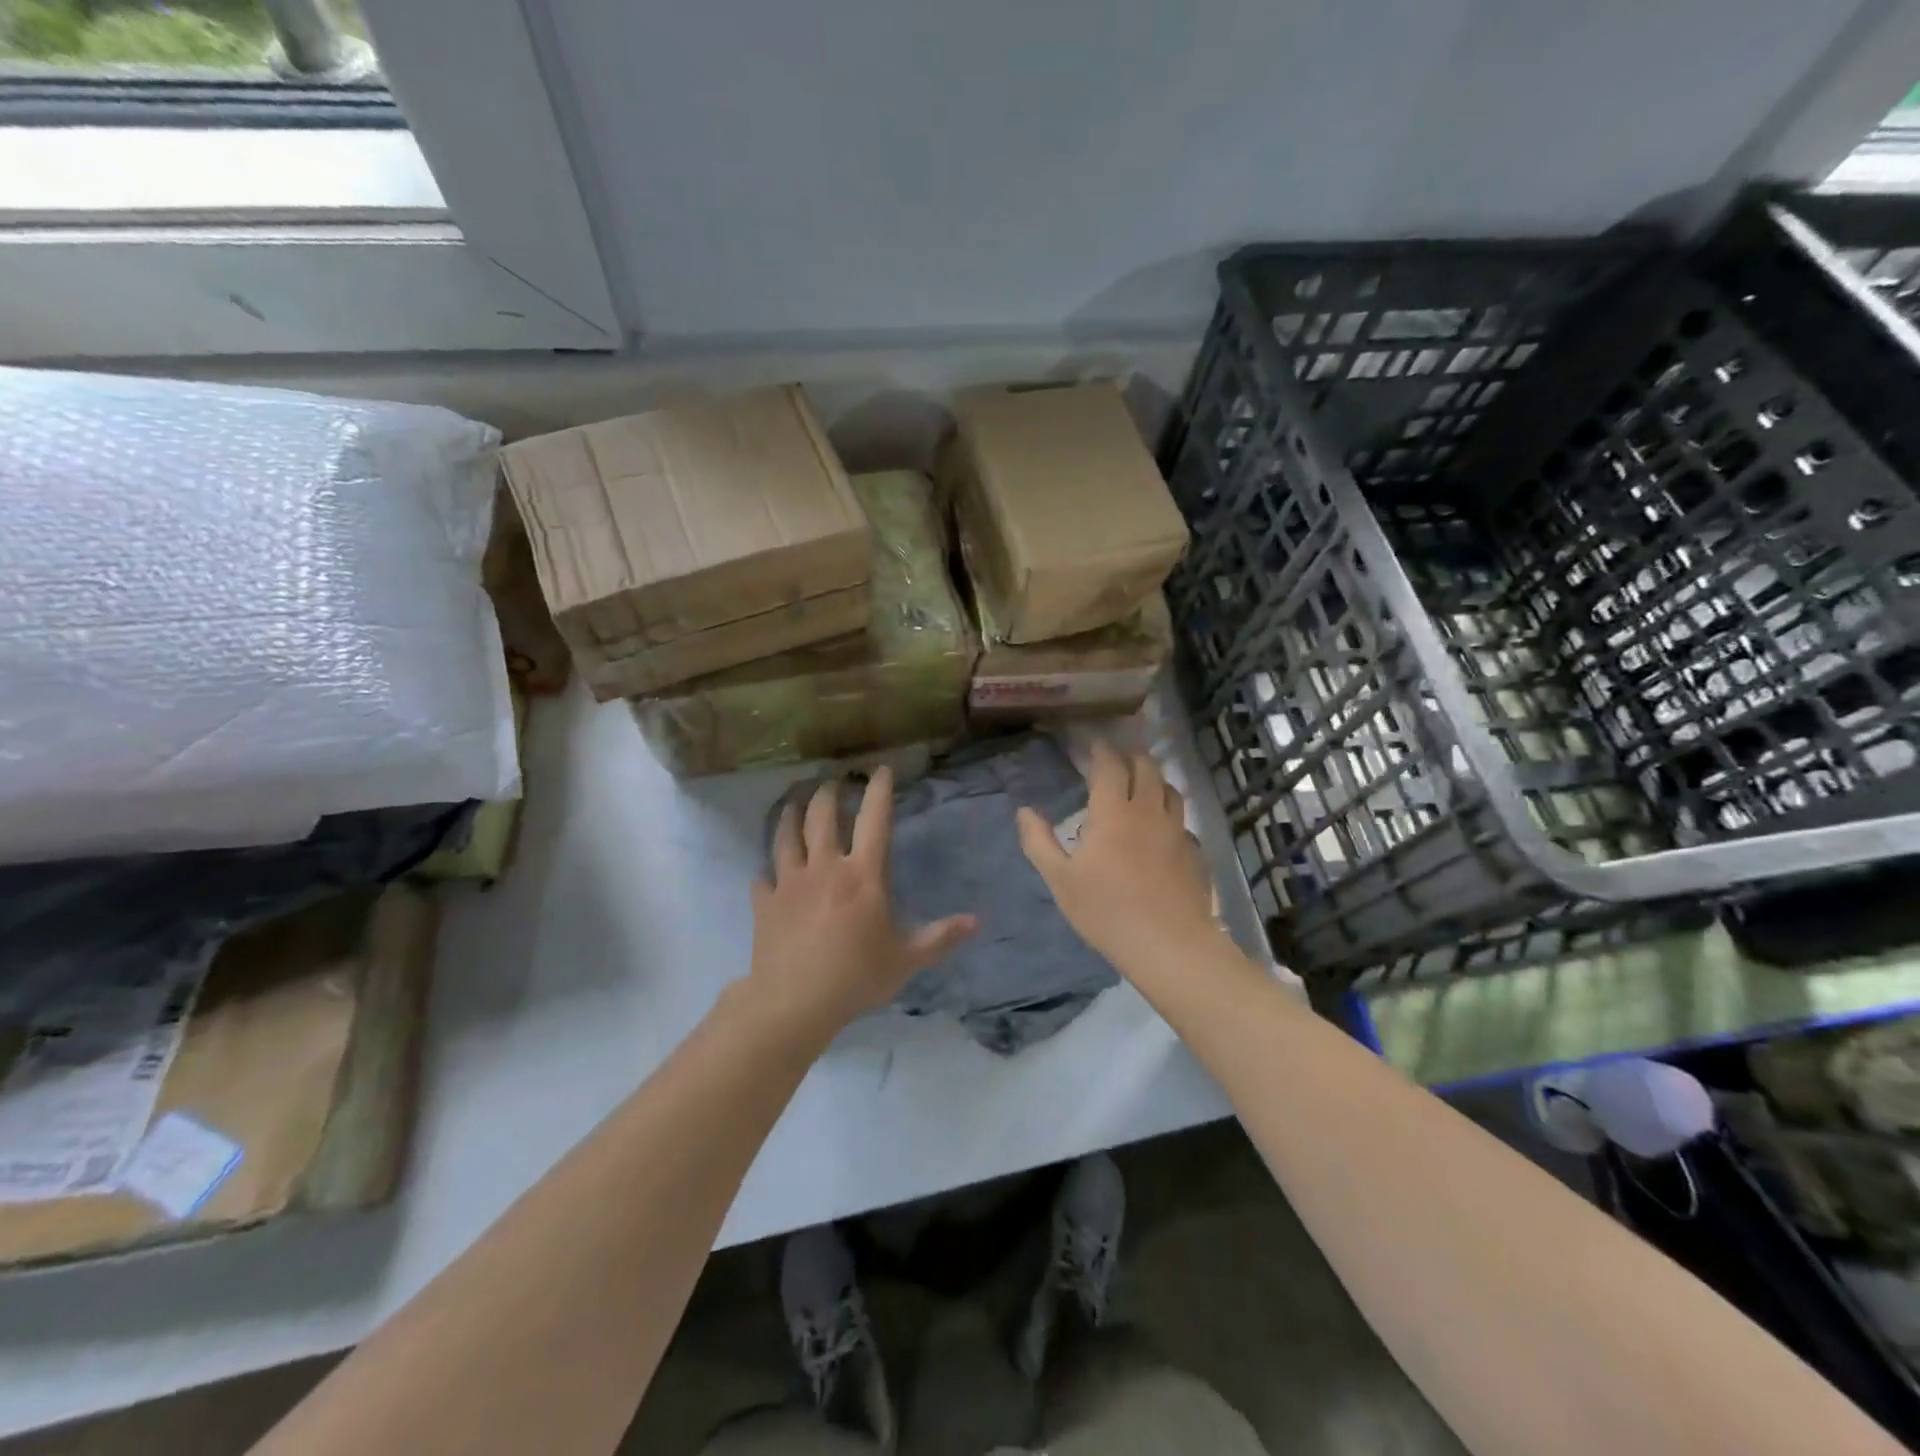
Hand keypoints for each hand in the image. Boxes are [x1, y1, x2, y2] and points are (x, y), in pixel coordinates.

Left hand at [746, 766, 976, 1044]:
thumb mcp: (906, 960)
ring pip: (786, 835)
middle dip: (828, 793)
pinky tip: (765, 870)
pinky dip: (766, 869)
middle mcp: (825, 867)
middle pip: (822, 815)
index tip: (880, 769)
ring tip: (793, 802)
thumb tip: (976, 922)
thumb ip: (940, 937)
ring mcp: (790, 882)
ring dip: (790, 815)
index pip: (874, 819)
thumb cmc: (856, 976)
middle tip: (832, 782)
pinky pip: (763, 876)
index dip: (879, 790)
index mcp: (863, 875)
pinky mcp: (765, 902)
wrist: (794, 1001)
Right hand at [1017, 740, 1222, 976]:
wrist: (1168, 944)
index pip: (1109, 766)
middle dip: (1131, 756)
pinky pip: (1182, 819)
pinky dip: (1169, 812)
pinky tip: (1162, 826)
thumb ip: (1039, 842)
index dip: (1101, 750)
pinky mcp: (1193, 852)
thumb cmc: (1106, 910)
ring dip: (1154, 778)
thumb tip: (1025, 811)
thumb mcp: (1060, 879)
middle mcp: (1148, 811)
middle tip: (1118, 758)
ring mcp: (1176, 830)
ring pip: (1170, 789)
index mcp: (1113, 812)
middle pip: (1146, 767)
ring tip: (1143, 783)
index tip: (1093, 744)